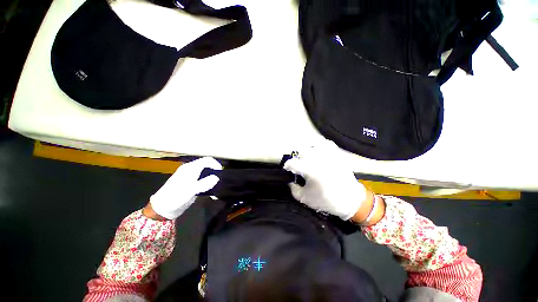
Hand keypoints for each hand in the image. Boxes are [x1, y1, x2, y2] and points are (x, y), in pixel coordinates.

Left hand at [149, 157, 221, 219]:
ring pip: (207, 173)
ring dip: (213, 179)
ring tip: (217, 187)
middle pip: (208, 166)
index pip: (207, 160)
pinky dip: (210, 184)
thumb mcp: (190, 190)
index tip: (221, 174)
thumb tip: (217, 178)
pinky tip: (212, 193)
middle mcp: (192, 170)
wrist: (162, 209)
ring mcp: (192, 177)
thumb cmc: (174, 198)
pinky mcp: (193, 184)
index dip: (216, 165)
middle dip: (216, 172)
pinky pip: (204, 181)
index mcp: (190, 168)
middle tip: (220, 182)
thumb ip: (204, 183)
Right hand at [284, 140, 367, 220]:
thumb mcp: (305, 198)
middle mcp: (320, 160)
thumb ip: (293, 188)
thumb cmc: (327, 201)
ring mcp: (329, 155)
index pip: (293, 162)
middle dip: (296, 159)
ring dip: (306, 152)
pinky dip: (318, 146)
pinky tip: (317, 152)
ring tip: (306, 159)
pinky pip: (325, 143)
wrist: (351, 200)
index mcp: (311, 171)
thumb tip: (289, 179)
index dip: (287, 165)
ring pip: (312, 146)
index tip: (287, 169)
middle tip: (297, 166)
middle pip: (301, 151)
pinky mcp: (336, 154)